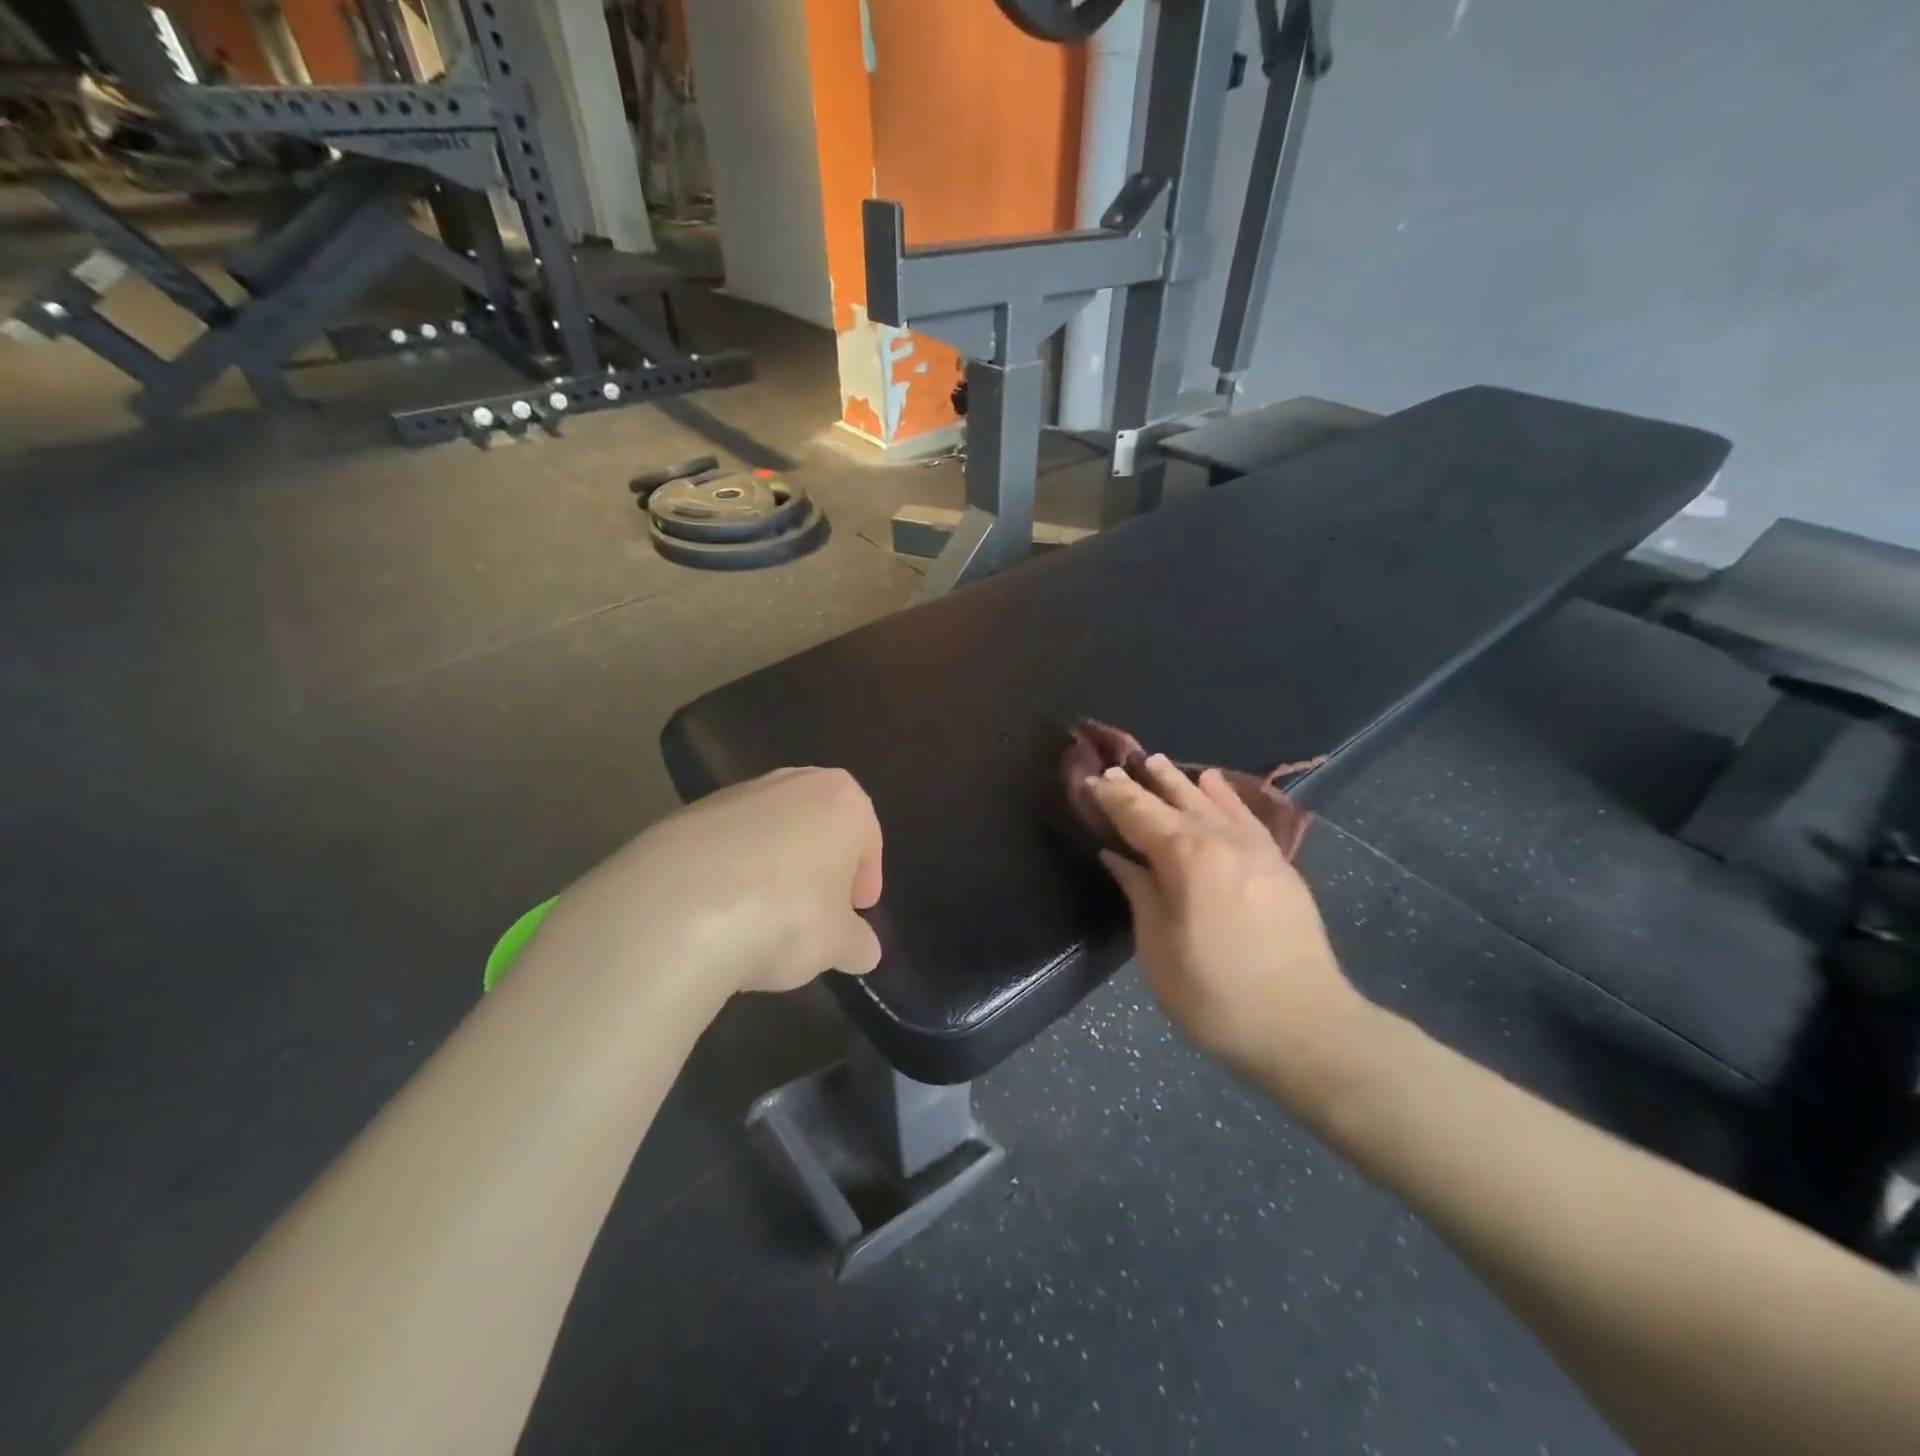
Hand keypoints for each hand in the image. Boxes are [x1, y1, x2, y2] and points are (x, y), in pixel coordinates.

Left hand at [544, 767, 883, 1002]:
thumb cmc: (787, 916)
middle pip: (817, 826)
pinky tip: (721, 917)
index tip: (857, 911)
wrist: (680, 909)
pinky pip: (725, 846)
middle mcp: (792, 783)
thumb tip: (863, 951)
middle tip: (818, 911)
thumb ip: (857, 943)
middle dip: (820, 867)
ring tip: (763, 921)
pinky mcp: (686, 816)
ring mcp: (735, 794)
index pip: (867, 838)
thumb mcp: (837, 944)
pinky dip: (731, 874)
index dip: (866, 878)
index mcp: (842, 800)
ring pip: (770, 833)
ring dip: (774, 869)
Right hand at [1087, 755, 1374, 1106]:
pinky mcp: (1279, 865)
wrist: (1305, 1025)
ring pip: (1211, 802)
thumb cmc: (1214, 994)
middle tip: (1115, 769)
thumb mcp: (1158, 948)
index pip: (1139, 815)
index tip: (1090, 781)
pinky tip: (1214, 784)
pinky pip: (1247, 817)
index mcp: (1185, 858)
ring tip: (1158, 761)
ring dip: (1180, 781)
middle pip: (1174, 802)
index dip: (1112, 798)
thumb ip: (1139, 892)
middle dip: (1141, 785)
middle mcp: (1221, 841)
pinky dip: (1226, 797)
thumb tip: (1117, 856)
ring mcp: (1256, 850)